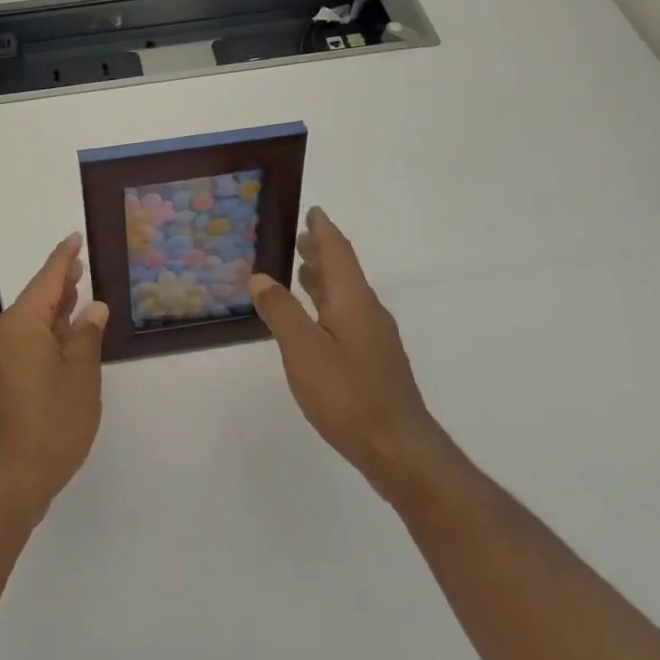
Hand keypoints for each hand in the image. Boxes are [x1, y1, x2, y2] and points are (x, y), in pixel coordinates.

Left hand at [0, 233, 107, 517]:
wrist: (11, 479)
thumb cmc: (51, 423)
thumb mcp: (81, 376)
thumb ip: (87, 336)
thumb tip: (93, 308)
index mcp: (22, 324)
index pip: (47, 279)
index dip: (64, 258)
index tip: (75, 237)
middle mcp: (5, 334)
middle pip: (36, 297)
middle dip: (59, 281)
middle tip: (81, 262)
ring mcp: (1, 357)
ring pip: (32, 320)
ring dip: (55, 307)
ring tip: (77, 289)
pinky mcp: (3, 378)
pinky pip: (27, 340)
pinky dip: (48, 330)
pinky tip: (66, 332)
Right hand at [249, 207, 445, 500]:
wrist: (398, 449)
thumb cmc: (348, 394)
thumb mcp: (303, 351)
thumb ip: (281, 311)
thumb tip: (261, 277)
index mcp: (353, 301)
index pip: (338, 253)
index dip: (323, 231)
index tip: (313, 211)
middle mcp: (367, 312)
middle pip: (344, 271)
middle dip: (322, 252)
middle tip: (300, 237)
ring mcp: (374, 338)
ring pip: (346, 295)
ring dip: (325, 278)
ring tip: (302, 270)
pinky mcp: (373, 361)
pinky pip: (347, 316)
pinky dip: (328, 304)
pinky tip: (316, 321)